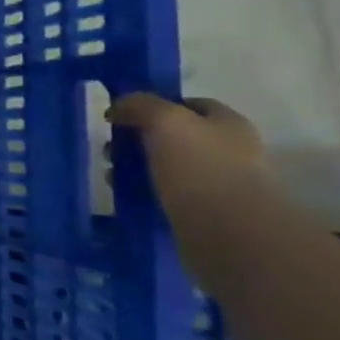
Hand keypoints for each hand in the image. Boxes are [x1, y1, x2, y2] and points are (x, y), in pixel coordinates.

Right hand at [107, 93, 267, 211]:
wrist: (229, 234)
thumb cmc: (200, 168)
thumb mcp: (166, 121)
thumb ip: (141, 105)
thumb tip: (119, 105)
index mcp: (228, 124)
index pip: (189, 105)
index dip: (154, 105)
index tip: (122, 116)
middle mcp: (228, 151)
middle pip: (173, 137)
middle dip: (137, 140)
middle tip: (111, 150)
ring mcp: (217, 185)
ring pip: (166, 168)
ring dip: (135, 169)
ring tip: (112, 176)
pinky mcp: (203, 214)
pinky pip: (165, 196)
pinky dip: (143, 193)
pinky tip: (125, 196)